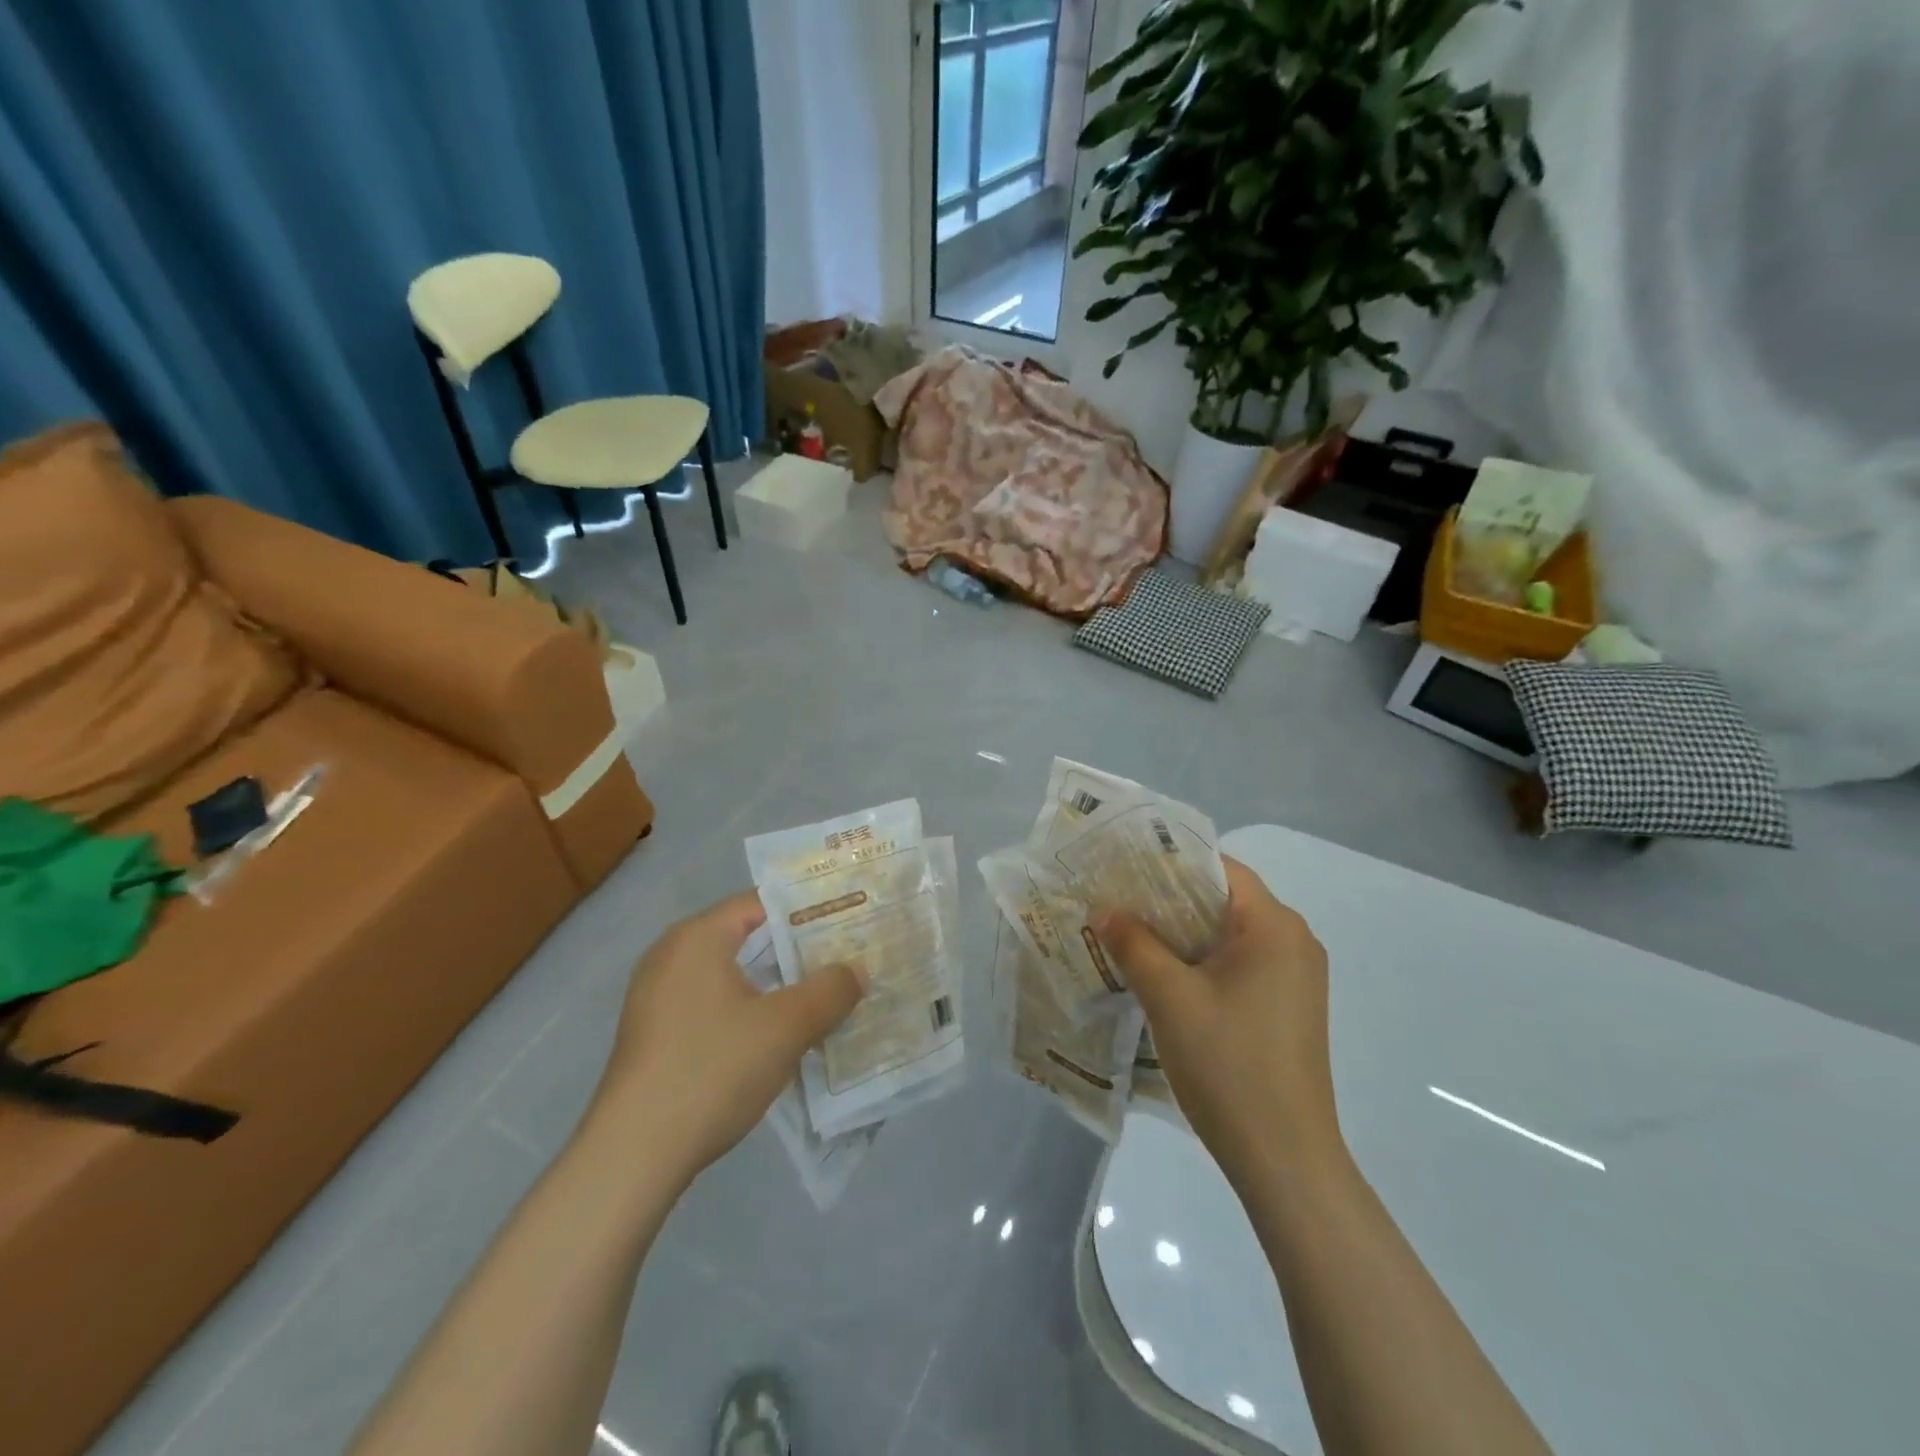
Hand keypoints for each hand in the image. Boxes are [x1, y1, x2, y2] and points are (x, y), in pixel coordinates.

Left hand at [594, 890, 863, 1179]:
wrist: (632, 1155)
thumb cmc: (712, 1069)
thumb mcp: (786, 1027)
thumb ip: (830, 991)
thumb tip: (858, 969)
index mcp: (698, 937)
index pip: (763, 903)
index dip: (810, 910)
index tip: (850, 921)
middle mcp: (672, 955)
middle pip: (747, 937)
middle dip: (798, 950)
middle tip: (846, 958)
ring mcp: (658, 997)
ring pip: (732, 974)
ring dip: (776, 984)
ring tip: (823, 996)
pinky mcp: (655, 1034)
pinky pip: (713, 1004)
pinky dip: (749, 1009)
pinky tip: (779, 1035)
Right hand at [1093, 857, 1342, 1183]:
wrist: (1285, 1160)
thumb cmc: (1228, 1064)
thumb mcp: (1169, 997)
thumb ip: (1133, 943)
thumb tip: (1103, 910)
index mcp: (1275, 926)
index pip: (1220, 868)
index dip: (1170, 862)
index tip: (1123, 867)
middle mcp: (1294, 942)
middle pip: (1224, 900)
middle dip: (1169, 899)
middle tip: (1116, 901)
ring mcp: (1295, 978)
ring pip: (1229, 935)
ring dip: (1182, 934)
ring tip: (1129, 935)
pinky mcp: (1288, 1009)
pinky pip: (1239, 965)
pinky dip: (1201, 962)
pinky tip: (1163, 977)